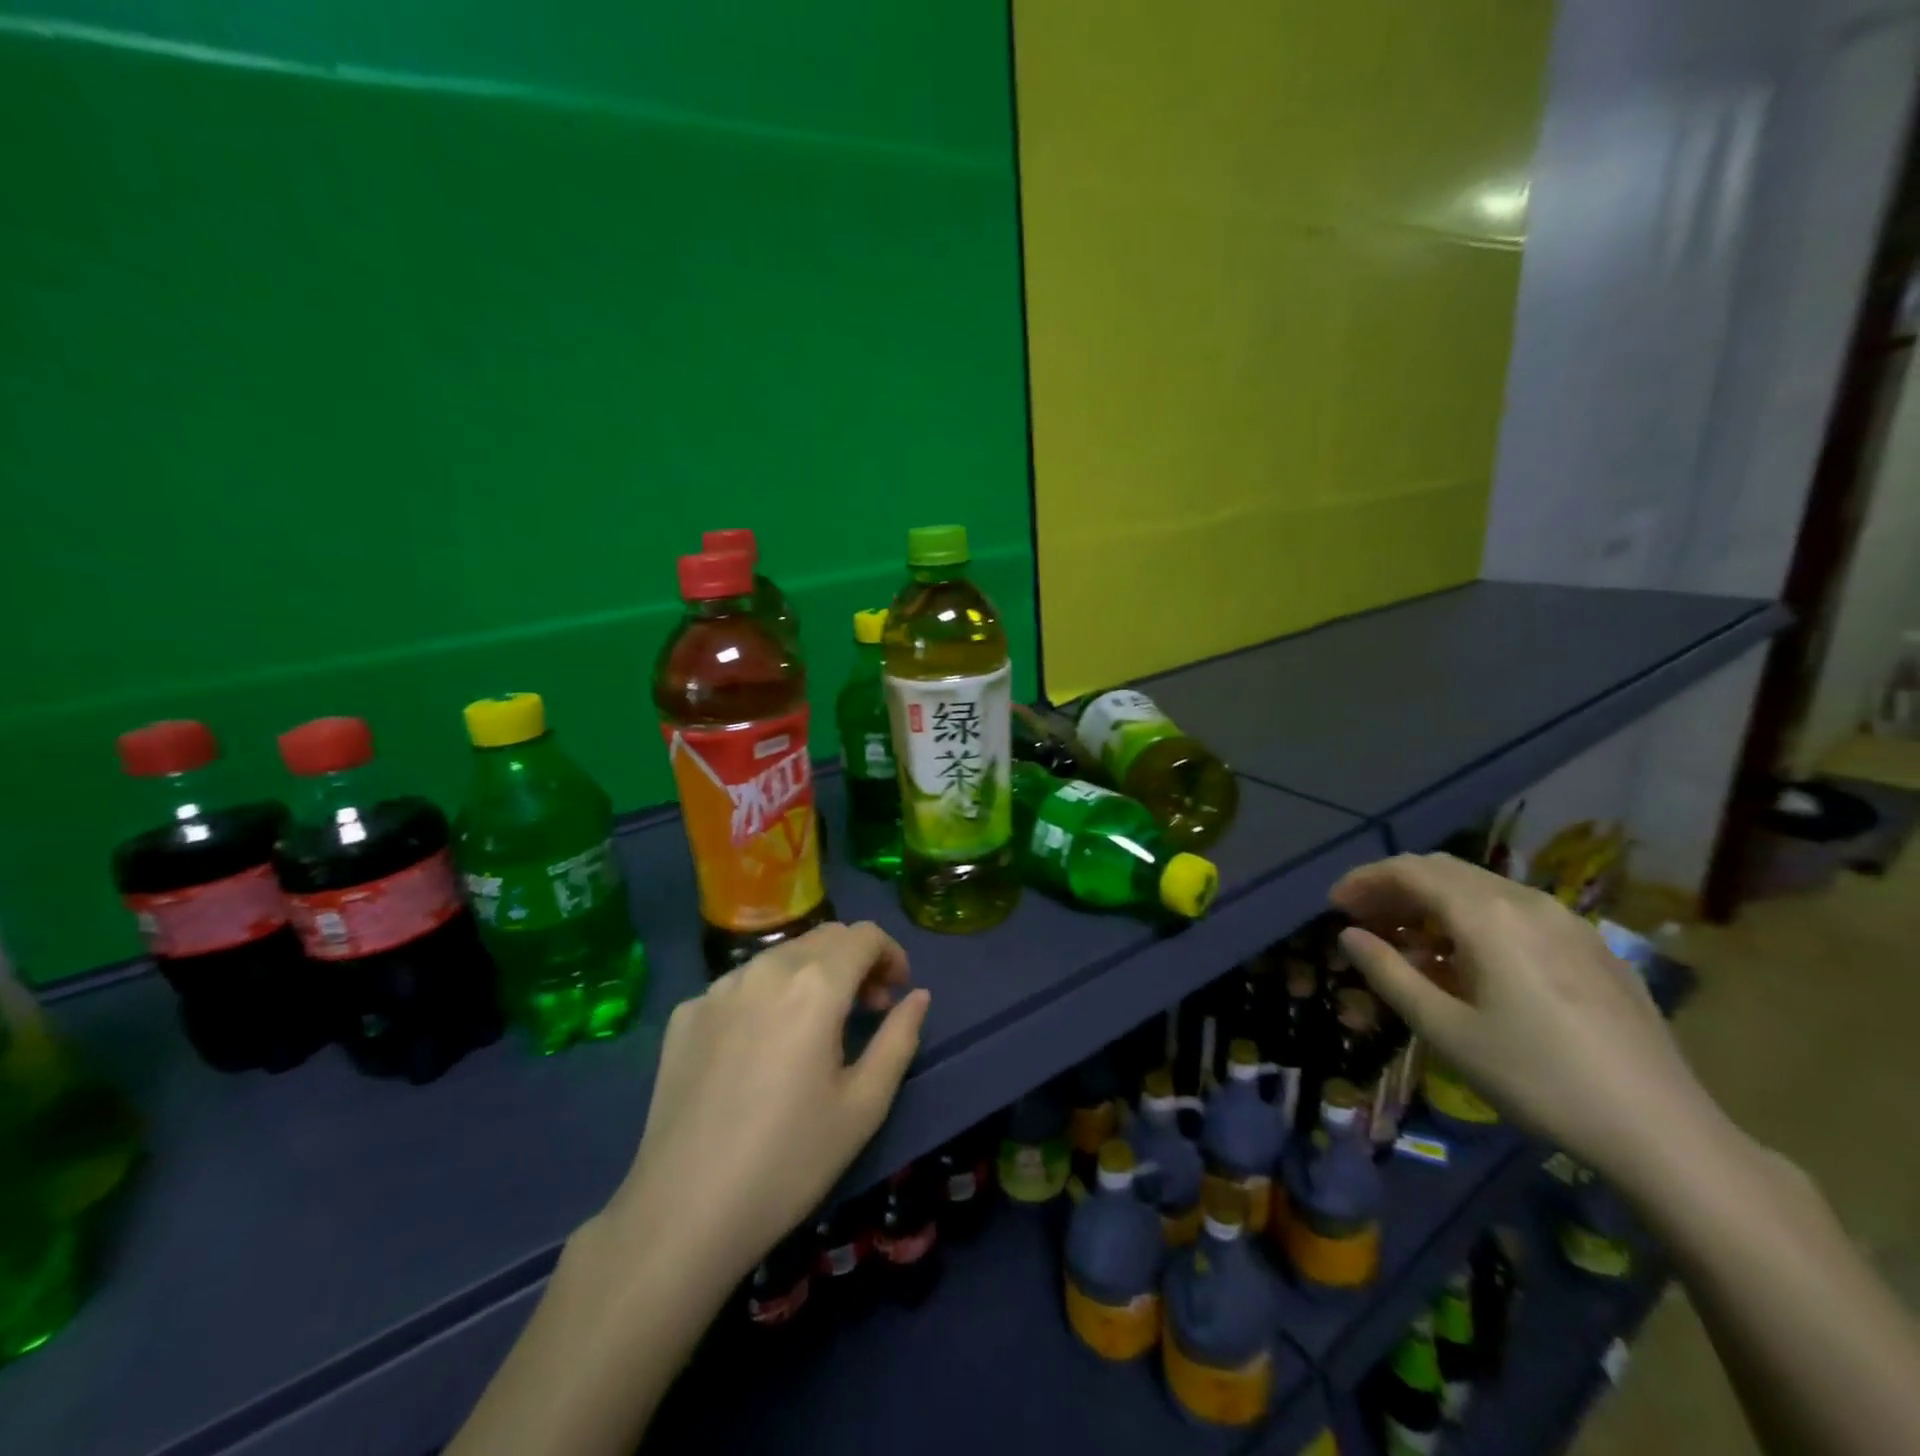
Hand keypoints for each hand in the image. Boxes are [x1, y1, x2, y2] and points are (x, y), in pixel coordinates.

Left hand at [597, 922, 929, 1287]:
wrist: (682, 1214)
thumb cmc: (789, 1162)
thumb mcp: (864, 1106)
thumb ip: (899, 1039)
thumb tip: (917, 997)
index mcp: (814, 985)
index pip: (865, 935)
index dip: (891, 954)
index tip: (896, 993)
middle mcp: (765, 969)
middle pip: (824, 937)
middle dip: (855, 961)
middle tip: (865, 1010)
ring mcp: (718, 988)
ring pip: (780, 956)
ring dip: (811, 975)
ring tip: (814, 1028)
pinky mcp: (685, 1014)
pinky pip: (740, 986)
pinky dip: (766, 997)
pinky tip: (760, 1049)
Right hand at [1330, 853, 1716, 1182]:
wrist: (1664, 1132)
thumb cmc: (1537, 1078)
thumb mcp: (1445, 1030)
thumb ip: (1389, 973)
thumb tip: (1349, 936)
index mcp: (1488, 916)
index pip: (1410, 871)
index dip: (1365, 880)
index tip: (1334, 905)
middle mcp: (1527, 903)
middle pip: (1444, 871)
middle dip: (1396, 887)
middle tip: (1362, 918)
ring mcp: (1568, 922)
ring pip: (1482, 888)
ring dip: (1434, 902)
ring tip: (1408, 941)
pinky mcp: (1595, 948)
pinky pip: (1517, 912)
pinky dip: (1474, 919)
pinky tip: (1468, 961)